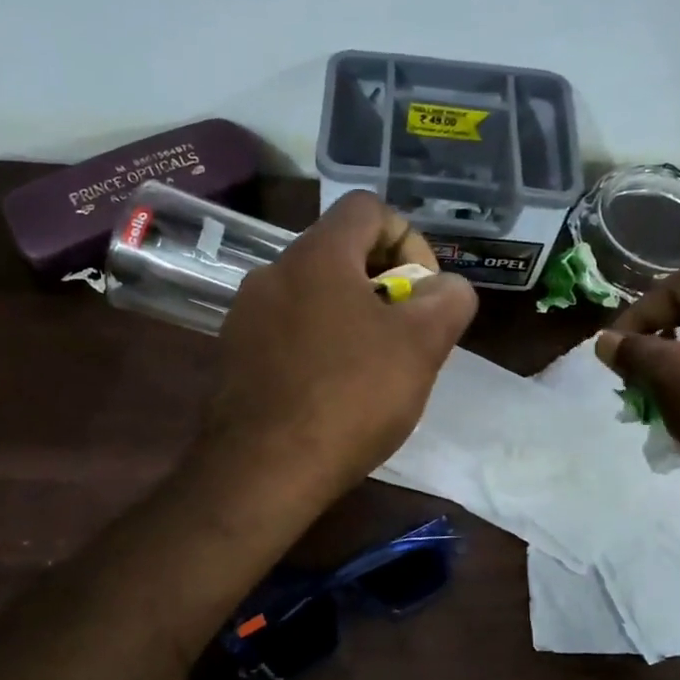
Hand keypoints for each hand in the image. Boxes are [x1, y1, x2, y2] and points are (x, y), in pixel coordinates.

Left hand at [205, 192, 477, 497]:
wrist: (261, 472)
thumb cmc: (349, 398)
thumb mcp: (421, 345)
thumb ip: (448, 300)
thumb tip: (446, 288)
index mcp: (316, 255)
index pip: (368, 208)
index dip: (409, 239)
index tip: (421, 294)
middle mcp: (272, 272)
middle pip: (340, 253)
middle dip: (383, 286)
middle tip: (404, 336)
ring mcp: (244, 316)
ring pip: (312, 296)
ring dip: (350, 318)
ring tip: (371, 370)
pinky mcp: (231, 356)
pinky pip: (286, 332)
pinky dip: (316, 346)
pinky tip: (330, 392)